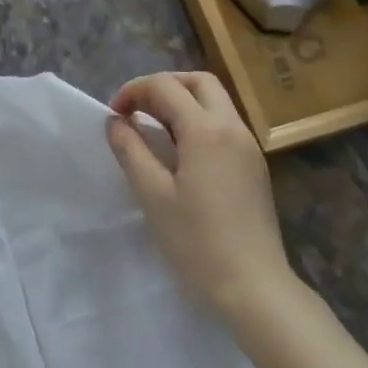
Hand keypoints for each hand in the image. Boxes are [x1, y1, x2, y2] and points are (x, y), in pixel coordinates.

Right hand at [106, 71, 297, 318]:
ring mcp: (248, 146)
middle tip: (137, 109)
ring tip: (153, 128)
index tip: (113, 114)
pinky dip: (198, 120)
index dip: (134, 91)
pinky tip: (180, 150)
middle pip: (199, 81)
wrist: (253, 286)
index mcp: (206, 130)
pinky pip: (224, 124)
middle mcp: (232, 127)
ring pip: (216, 100)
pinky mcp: (254, 165)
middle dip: (164, 85)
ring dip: (182, 101)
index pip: (166, 87)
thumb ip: (131, 150)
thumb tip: (116, 122)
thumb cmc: (196, 242)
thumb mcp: (152, 195)